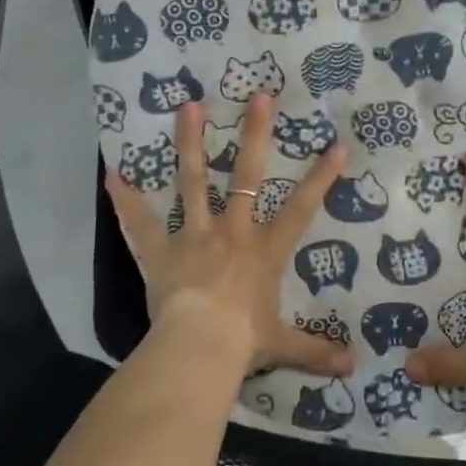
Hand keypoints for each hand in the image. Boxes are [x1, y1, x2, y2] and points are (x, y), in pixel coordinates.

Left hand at [105, 94, 356, 380]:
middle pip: (246, 175)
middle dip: (254, 135)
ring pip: (192, 181)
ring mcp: (193, 235)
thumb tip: (354, 369)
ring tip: (188, 106)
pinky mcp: (160, 250)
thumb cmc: (244, 341)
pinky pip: (140, 223)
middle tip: (257, 97)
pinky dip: (125, 200)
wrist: (198, 348)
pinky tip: (112, 174)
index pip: (300, 209)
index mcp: (264, 251)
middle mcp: (231, 232)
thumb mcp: (283, 345)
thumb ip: (316, 351)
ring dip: (190, 143)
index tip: (336, 147)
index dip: (320, 179)